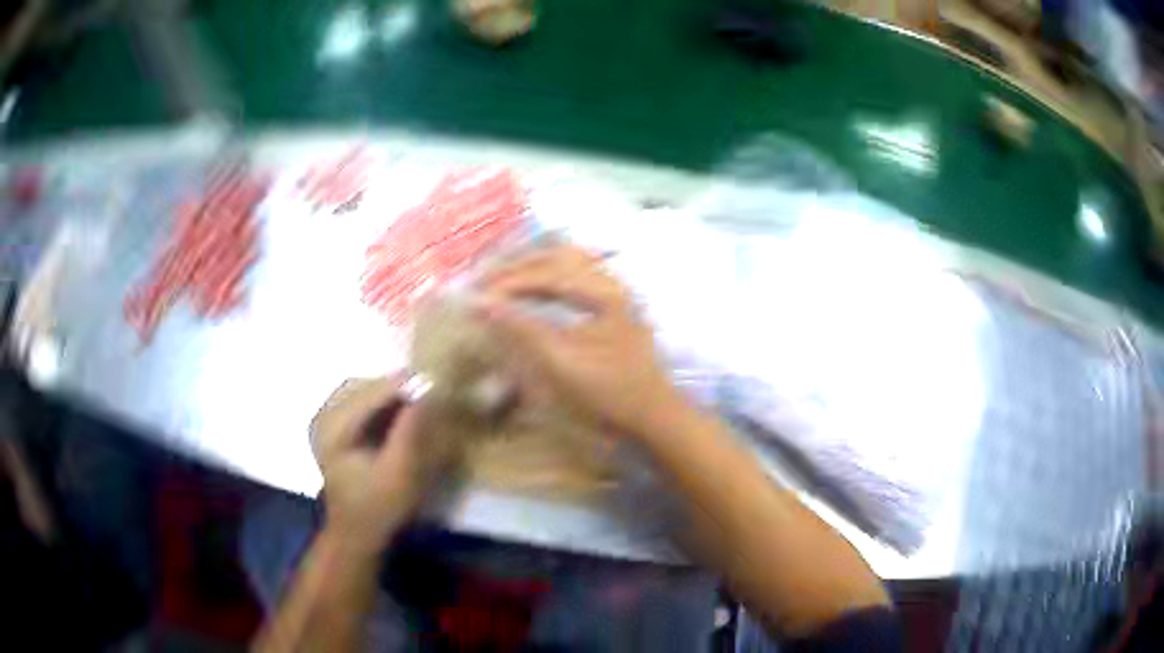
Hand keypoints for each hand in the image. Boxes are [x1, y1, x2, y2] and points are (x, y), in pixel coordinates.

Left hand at [310, 376, 458, 552]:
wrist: (356, 533)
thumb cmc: (379, 508)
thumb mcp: (400, 475)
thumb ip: (410, 434)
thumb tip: (427, 392)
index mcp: (332, 427)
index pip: (370, 392)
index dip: (405, 386)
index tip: (439, 384)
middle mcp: (323, 414)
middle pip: (365, 385)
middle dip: (398, 387)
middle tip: (433, 392)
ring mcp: (326, 418)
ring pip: (364, 390)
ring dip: (392, 393)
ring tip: (421, 401)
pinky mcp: (334, 425)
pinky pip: (362, 401)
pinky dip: (384, 403)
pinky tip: (402, 412)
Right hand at [476, 245, 682, 438]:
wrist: (653, 417)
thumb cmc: (609, 394)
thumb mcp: (561, 364)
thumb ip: (523, 329)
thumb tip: (482, 303)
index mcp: (603, 292)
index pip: (546, 274)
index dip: (507, 283)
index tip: (476, 296)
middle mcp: (611, 282)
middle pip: (558, 257)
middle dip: (517, 267)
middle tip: (483, 280)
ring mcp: (615, 292)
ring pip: (569, 262)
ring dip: (533, 266)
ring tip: (502, 278)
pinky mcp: (614, 305)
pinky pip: (577, 275)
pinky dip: (549, 276)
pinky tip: (534, 288)